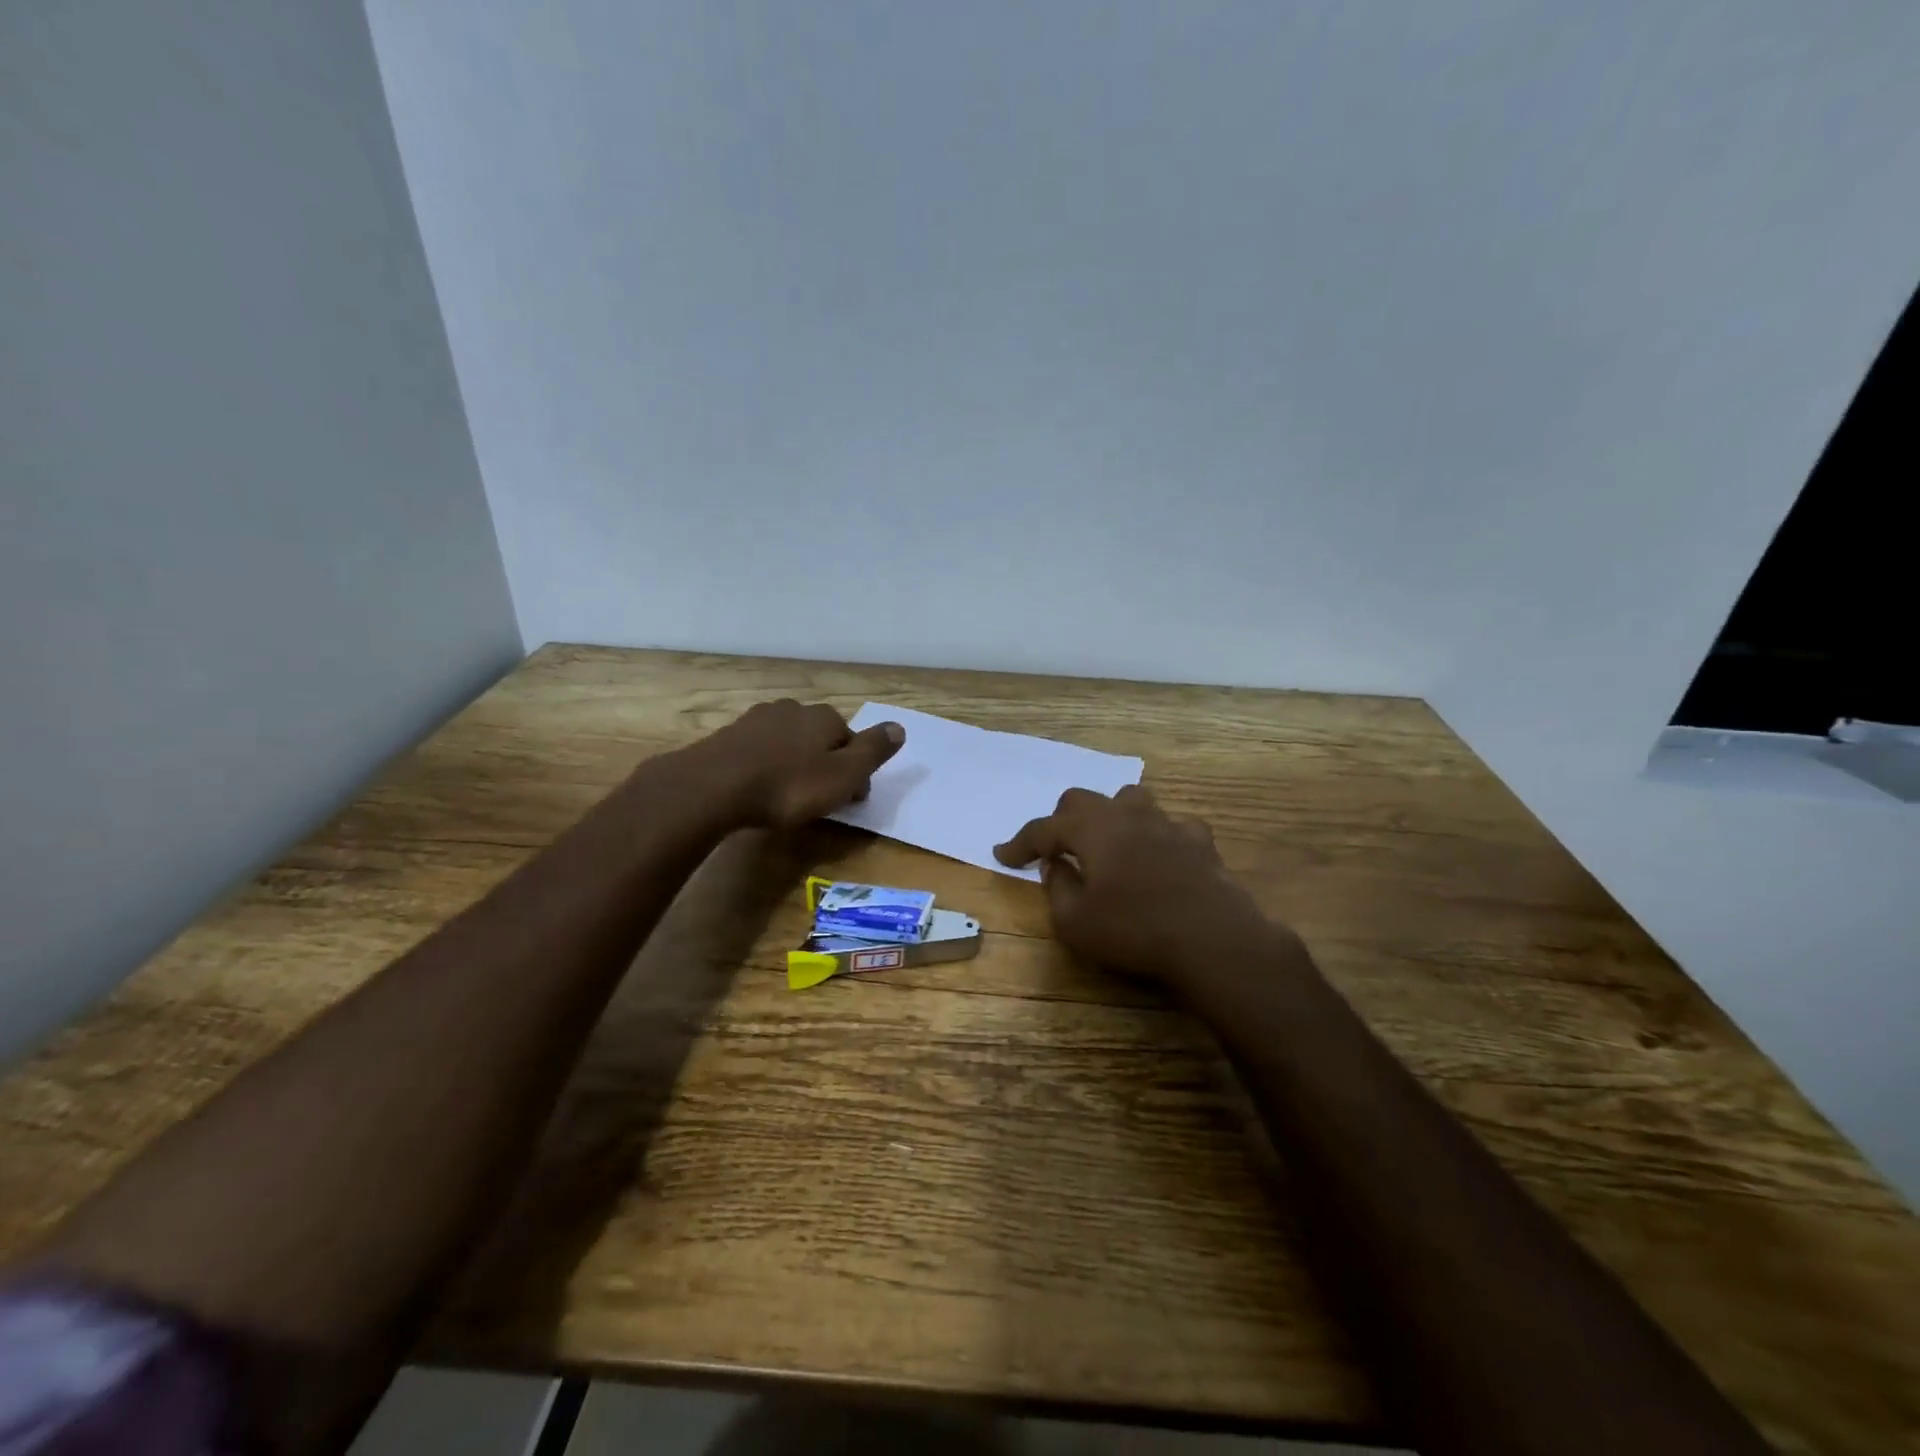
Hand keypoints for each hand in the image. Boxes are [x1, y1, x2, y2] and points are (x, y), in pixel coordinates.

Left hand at [692, 699, 904, 830]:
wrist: (713, 787)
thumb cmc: (788, 786)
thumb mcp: (843, 775)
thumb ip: (873, 751)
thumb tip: (900, 727)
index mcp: (825, 718)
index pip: (852, 742)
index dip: (856, 772)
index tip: (852, 801)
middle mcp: (794, 709)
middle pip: (821, 738)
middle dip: (825, 764)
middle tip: (822, 800)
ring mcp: (758, 719)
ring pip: (790, 742)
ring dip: (795, 763)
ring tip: (789, 795)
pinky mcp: (730, 736)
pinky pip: (761, 750)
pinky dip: (767, 766)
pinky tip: (760, 788)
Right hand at [995, 785, 1286, 985]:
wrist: (1211, 939)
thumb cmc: (1134, 930)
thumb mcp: (1074, 922)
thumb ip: (1057, 888)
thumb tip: (1055, 866)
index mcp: (1091, 830)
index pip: (1044, 828)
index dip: (1020, 842)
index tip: (1003, 855)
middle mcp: (1126, 815)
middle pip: (1083, 799)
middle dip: (1062, 820)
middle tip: (1054, 847)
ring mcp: (1167, 824)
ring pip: (1130, 800)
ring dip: (1110, 816)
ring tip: (1107, 841)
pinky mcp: (1200, 841)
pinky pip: (1172, 826)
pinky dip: (1158, 836)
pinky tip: (1159, 856)